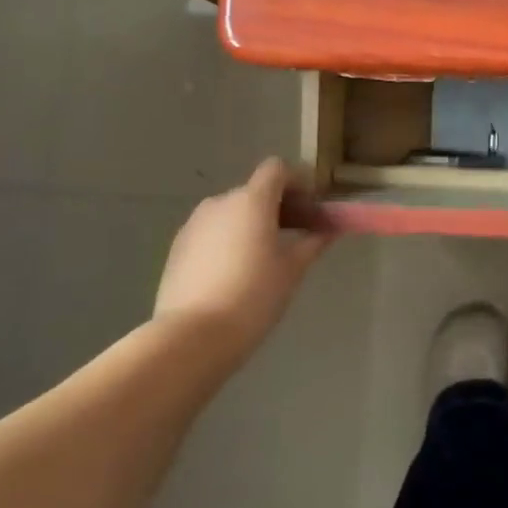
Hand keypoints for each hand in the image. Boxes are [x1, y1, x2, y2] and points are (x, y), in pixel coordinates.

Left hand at [152, 158, 329, 362]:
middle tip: (297, 235)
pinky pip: (212, 232)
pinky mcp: (177, 248)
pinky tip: (236, 273)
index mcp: (252, 200)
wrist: (192, 338)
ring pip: (232, 212)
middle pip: (255, 190)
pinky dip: (229, 239)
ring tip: (265, 258)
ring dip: (252, 223)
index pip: (276, 169)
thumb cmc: (253, 296)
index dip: (297, 182)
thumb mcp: (293, 269)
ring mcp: (194, 225)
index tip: (312, 208)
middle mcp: (220, 203)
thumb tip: (329, 229)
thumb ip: (313, 242)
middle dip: (278, 206)